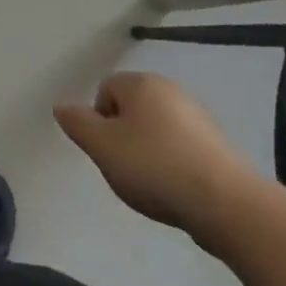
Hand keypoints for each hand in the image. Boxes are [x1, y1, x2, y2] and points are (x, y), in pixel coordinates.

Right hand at [55, 72, 268, 255]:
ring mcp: (198, 115)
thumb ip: (77, 123)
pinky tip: (176, 188)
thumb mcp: (101, 147)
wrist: (224, 202)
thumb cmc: (153, 167)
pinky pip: (182, 146)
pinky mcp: (218, 143)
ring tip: (152, 183)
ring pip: (157, 128)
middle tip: (125, 168)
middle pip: (132, 108)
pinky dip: (174, 162)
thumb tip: (61, 106)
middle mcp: (171, 90)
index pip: (105, 90)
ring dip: (149, 150)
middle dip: (123, 135)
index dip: (99, 121)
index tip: (107, 152)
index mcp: (141, 83)